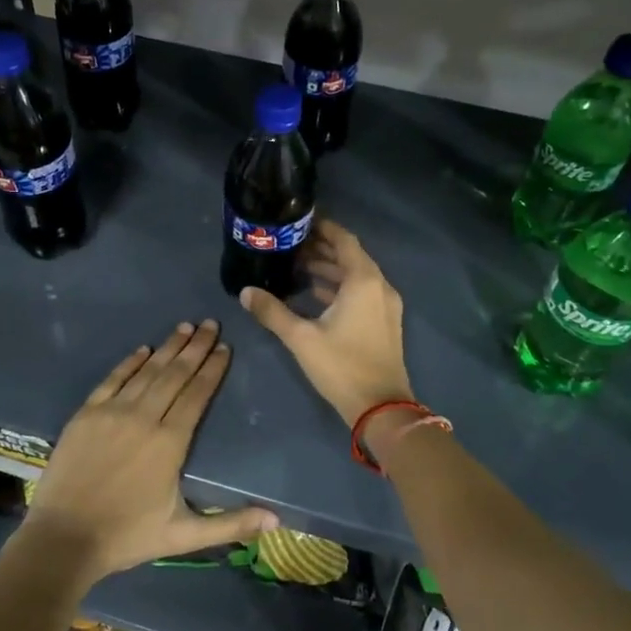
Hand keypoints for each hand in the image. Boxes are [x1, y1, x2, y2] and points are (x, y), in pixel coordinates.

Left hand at [22, 319, 278, 586]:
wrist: (62, 539)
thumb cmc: (127, 536)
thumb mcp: (183, 535)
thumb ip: (230, 524)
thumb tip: (276, 519)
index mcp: (169, 443)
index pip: (197, 395)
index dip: (212, 369)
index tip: (225, 348)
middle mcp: (143, 418)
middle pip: (174, 375)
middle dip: (195, 348)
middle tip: (211, 324)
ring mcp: (111, 412)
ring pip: (146, 372)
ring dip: (167, 348)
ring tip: (185, 327)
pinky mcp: (86, 414)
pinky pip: (112, 380)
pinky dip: (129, 362)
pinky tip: (143, 349)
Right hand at [238, 219, 414, 426]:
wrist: (381, 408)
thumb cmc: (342, 366)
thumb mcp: (301, 338)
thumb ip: (272, 312)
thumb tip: (245, 292)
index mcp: (363, 281)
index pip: (344, 240)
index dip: (322, 228)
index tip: (298, 223)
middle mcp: (379, 286)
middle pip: (350, 256)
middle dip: (322, 249)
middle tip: (290, 245)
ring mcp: (385, 305)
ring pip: (356, 276)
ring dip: (330, 269)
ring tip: (296, 266)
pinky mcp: (384, 321)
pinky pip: (361, 292)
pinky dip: (340, 287)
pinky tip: (314, 293)